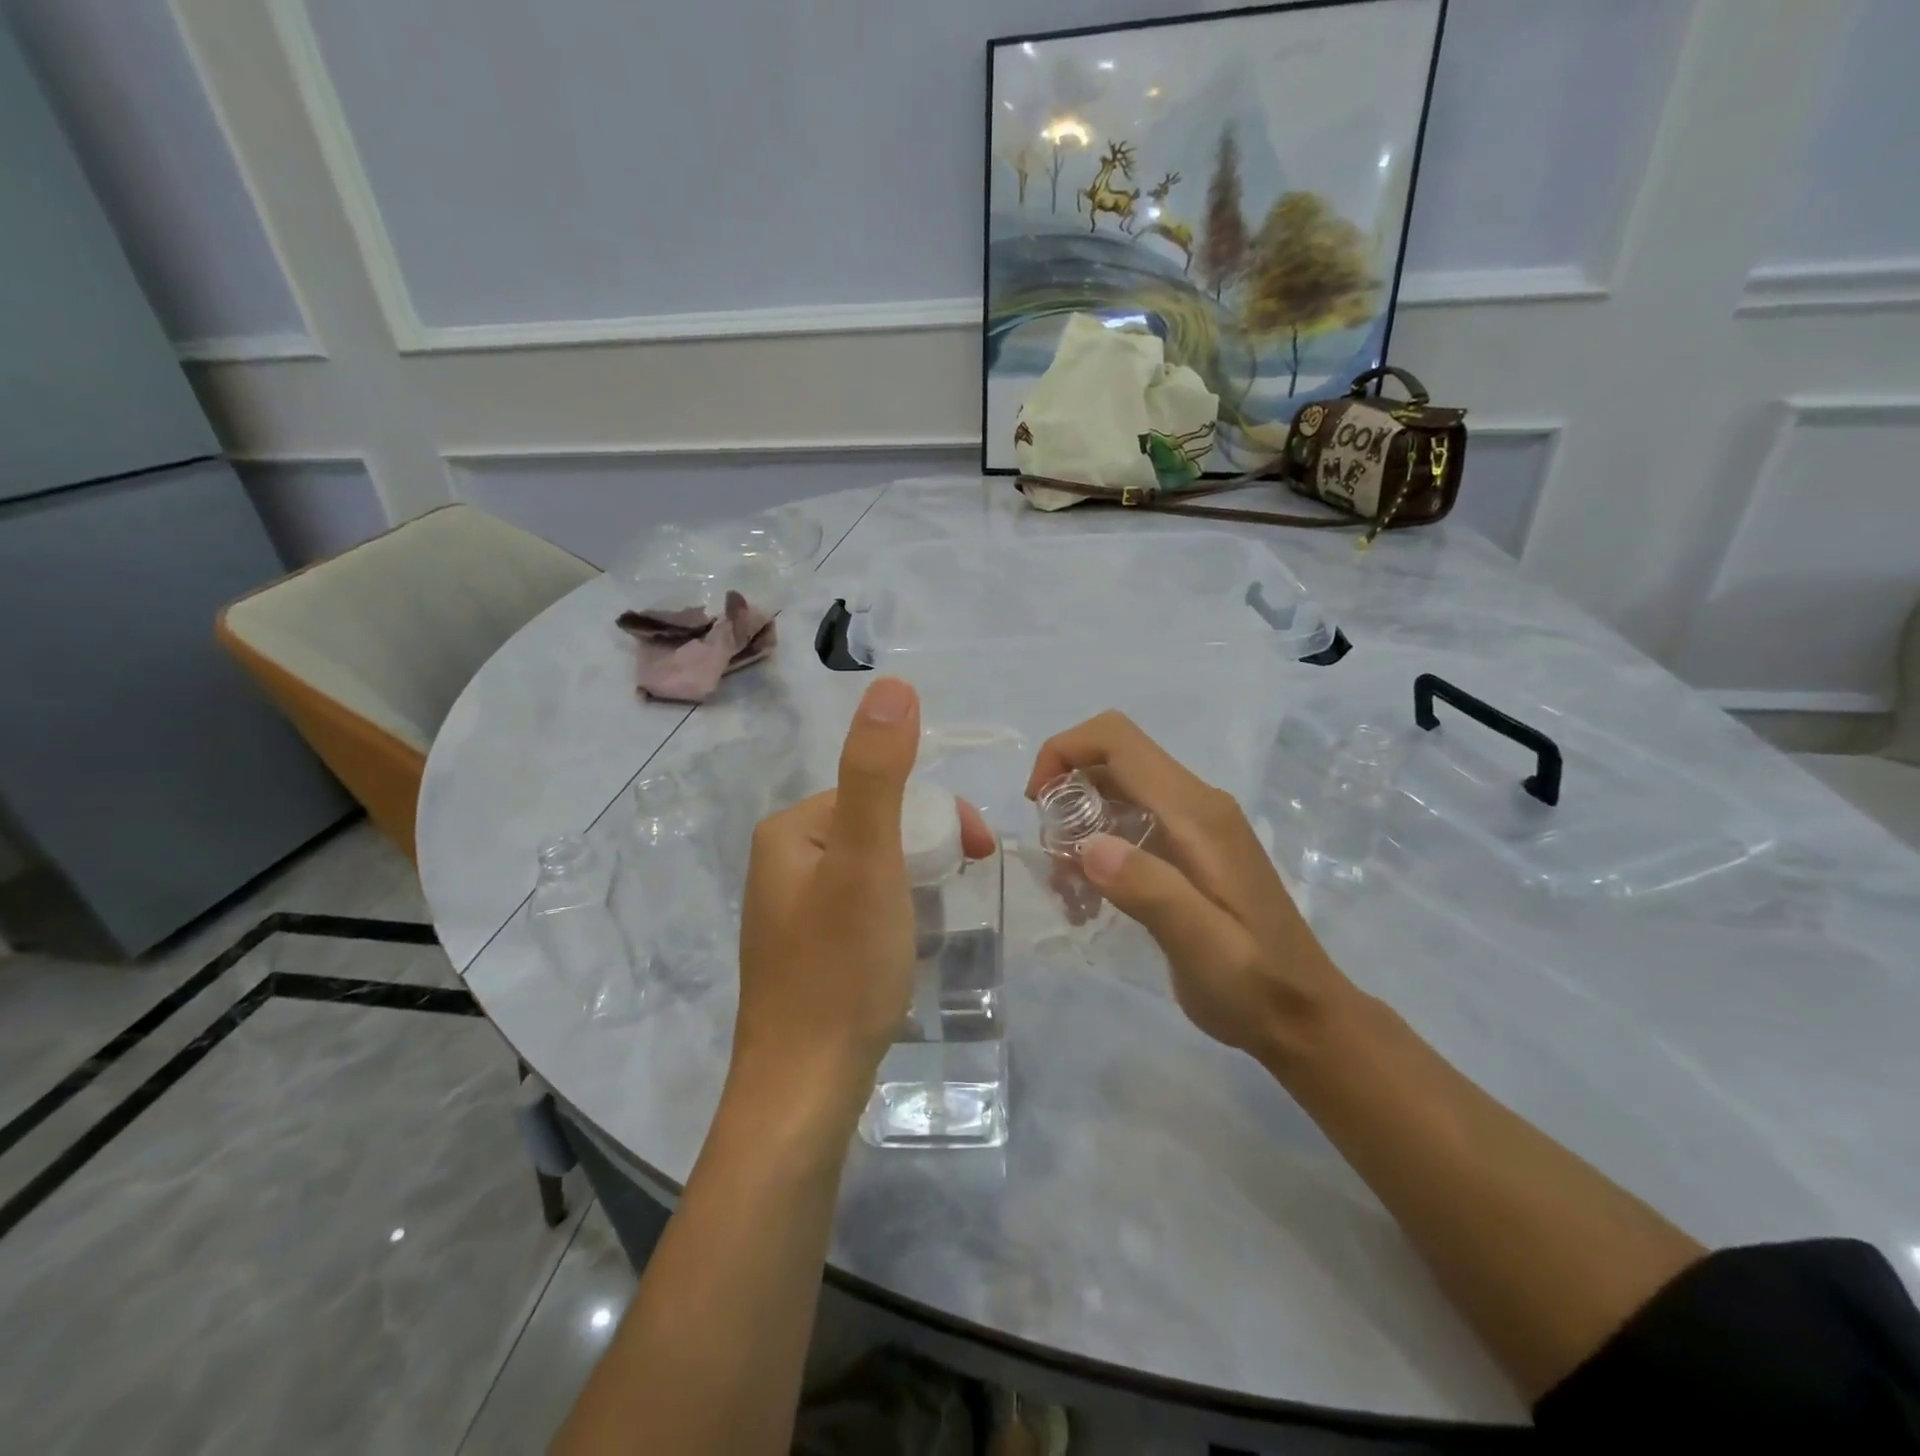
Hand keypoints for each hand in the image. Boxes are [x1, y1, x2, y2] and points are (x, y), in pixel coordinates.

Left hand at [733, 678, 994, 1117]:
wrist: (804, 1091)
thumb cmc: (841, 968)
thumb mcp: (868, 860)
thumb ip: (879, 772)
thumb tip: (892, 685)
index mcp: (790, 830)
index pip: (879, 792)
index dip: (937, 815)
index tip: (978, 853)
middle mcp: (782, 860)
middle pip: (877, 828)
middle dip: (929, 848)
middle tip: (962, 888)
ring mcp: (791, 909)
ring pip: (874, 868)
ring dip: (916, 880)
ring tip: (935, 922)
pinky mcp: (806, 950)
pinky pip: (862, 906)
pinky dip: (895, 912)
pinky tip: (904, 947)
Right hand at [1026, 711, 1352, 1069]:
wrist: (1303, 1017)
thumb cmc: (1254, 984)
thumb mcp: (1201, 946)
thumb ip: (1150, 890)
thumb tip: (1088, 846)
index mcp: (1196, 813)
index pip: (1118, 741)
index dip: (1065, 751)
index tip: (1036, 804)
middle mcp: (1195, 805)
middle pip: (1111, 762)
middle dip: (1066, 798)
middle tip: (1053, 862)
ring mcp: (1193, 826)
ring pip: (1115, 795)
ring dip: (1078, 829)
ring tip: (1068, 890)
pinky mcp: (1189, 851)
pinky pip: (1128, 825)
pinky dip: (1097, 850)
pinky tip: (1089, 900)